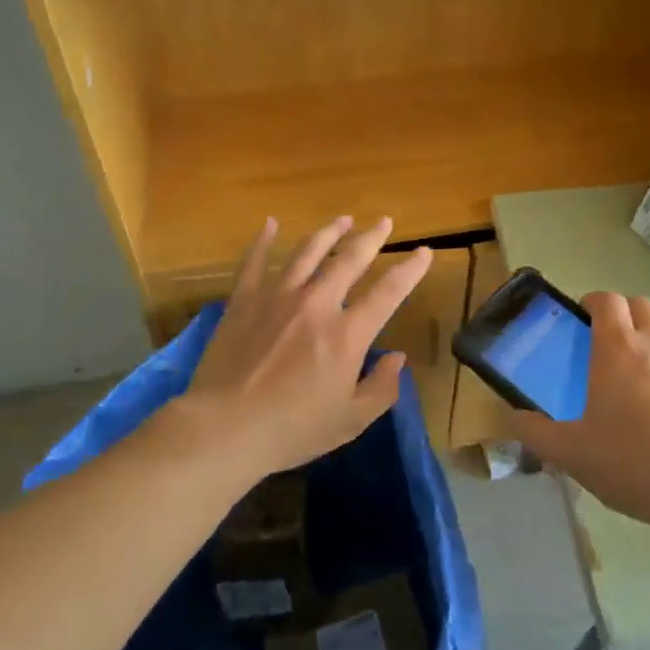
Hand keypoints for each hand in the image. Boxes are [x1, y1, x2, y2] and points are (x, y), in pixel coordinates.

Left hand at [188, 216, 432, 478]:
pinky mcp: (244, 300)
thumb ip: (381, 389)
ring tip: (343, 219)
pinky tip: (271, 223)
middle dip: (372, 237)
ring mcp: (278, 296)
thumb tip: (397, 359)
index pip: (389, 292)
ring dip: (329, 232)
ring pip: (308, 251)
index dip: (410, 269)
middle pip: (350, 259)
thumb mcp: (350, 421)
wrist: (225, 428)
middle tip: (384, 221)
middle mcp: (317, 303)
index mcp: (347, 334)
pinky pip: (255, 261)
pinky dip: (264, 240)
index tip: (424, 252)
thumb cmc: (292, 430)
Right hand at [512, 292, 649, 539]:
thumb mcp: (571, 454)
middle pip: (641, 305)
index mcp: (618, 347)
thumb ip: (535, 433)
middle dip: (625, 317)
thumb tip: (513, 419)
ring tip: (647, 383)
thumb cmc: (633, 462)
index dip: (593, 304)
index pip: (606, 299)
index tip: (583, 322)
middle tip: (612, 350)